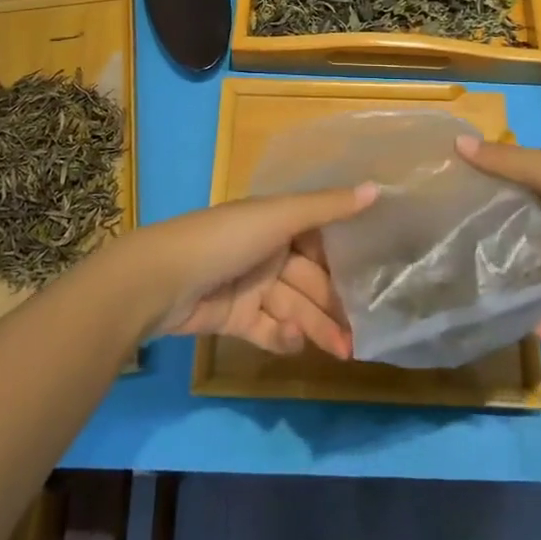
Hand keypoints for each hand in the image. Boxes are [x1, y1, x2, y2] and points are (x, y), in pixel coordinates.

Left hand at [111, 184, 375, 358]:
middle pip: (310, 280)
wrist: (162, 279)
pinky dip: (284, 336)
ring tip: (345, 351)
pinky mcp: (236, 319)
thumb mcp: (279, 216)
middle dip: (335, 305)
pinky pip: (269, 329)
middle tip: (365, 333)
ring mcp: (251, 287)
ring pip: (294, 308)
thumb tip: (378, 188)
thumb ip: (328, 207)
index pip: (320, 242)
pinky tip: (295, 339)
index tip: (377, 280)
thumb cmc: (226, 238)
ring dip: (317, 327)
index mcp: (276, 222)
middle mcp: (267, 252)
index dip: (345, 261)